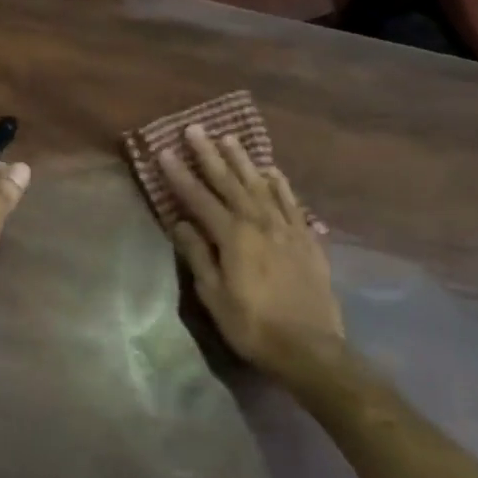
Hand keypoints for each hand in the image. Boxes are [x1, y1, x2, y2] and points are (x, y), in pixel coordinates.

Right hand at [160, 125, 341, 378]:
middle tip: (195, 129)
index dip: (180, 175)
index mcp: (233, 236)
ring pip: (261, 184)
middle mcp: (260, 222)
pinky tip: (271, 170)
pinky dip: (279, 183)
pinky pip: (291, 201)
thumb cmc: (253, 326)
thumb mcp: (215, 297)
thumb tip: (181, 223)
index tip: (165, 151)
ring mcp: (287, 228)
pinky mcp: (307, 239)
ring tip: (229, 137)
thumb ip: (198, 256)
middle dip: (209, 154)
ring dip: (243, 160)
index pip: (199, 198)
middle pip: (230, 181)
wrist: (311, 349)